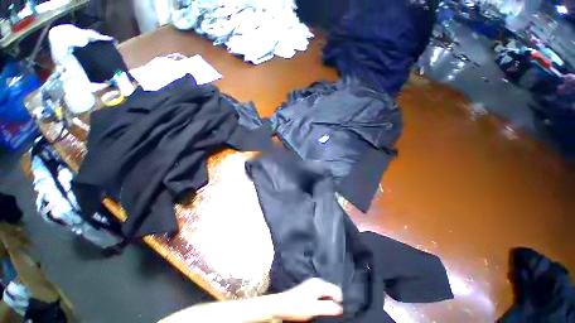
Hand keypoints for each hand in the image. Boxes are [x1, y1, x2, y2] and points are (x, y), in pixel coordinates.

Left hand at [272, 278, 343, 321]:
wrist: (282, 306)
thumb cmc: (297, 307)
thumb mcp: (314, 309)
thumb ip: (328, 308)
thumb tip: (341, 308)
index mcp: (319, 284)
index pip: (337, 290)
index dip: (341, 301)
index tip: (341, 312)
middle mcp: (317, 281)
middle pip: (332, 290)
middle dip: (335, 301)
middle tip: (336, 313)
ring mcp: (313, 284)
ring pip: (327, 292)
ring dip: (330, 301)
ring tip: (329, 311)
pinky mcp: (310, 289)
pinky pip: (322, 294)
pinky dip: (325, 300)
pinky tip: (322, 307)